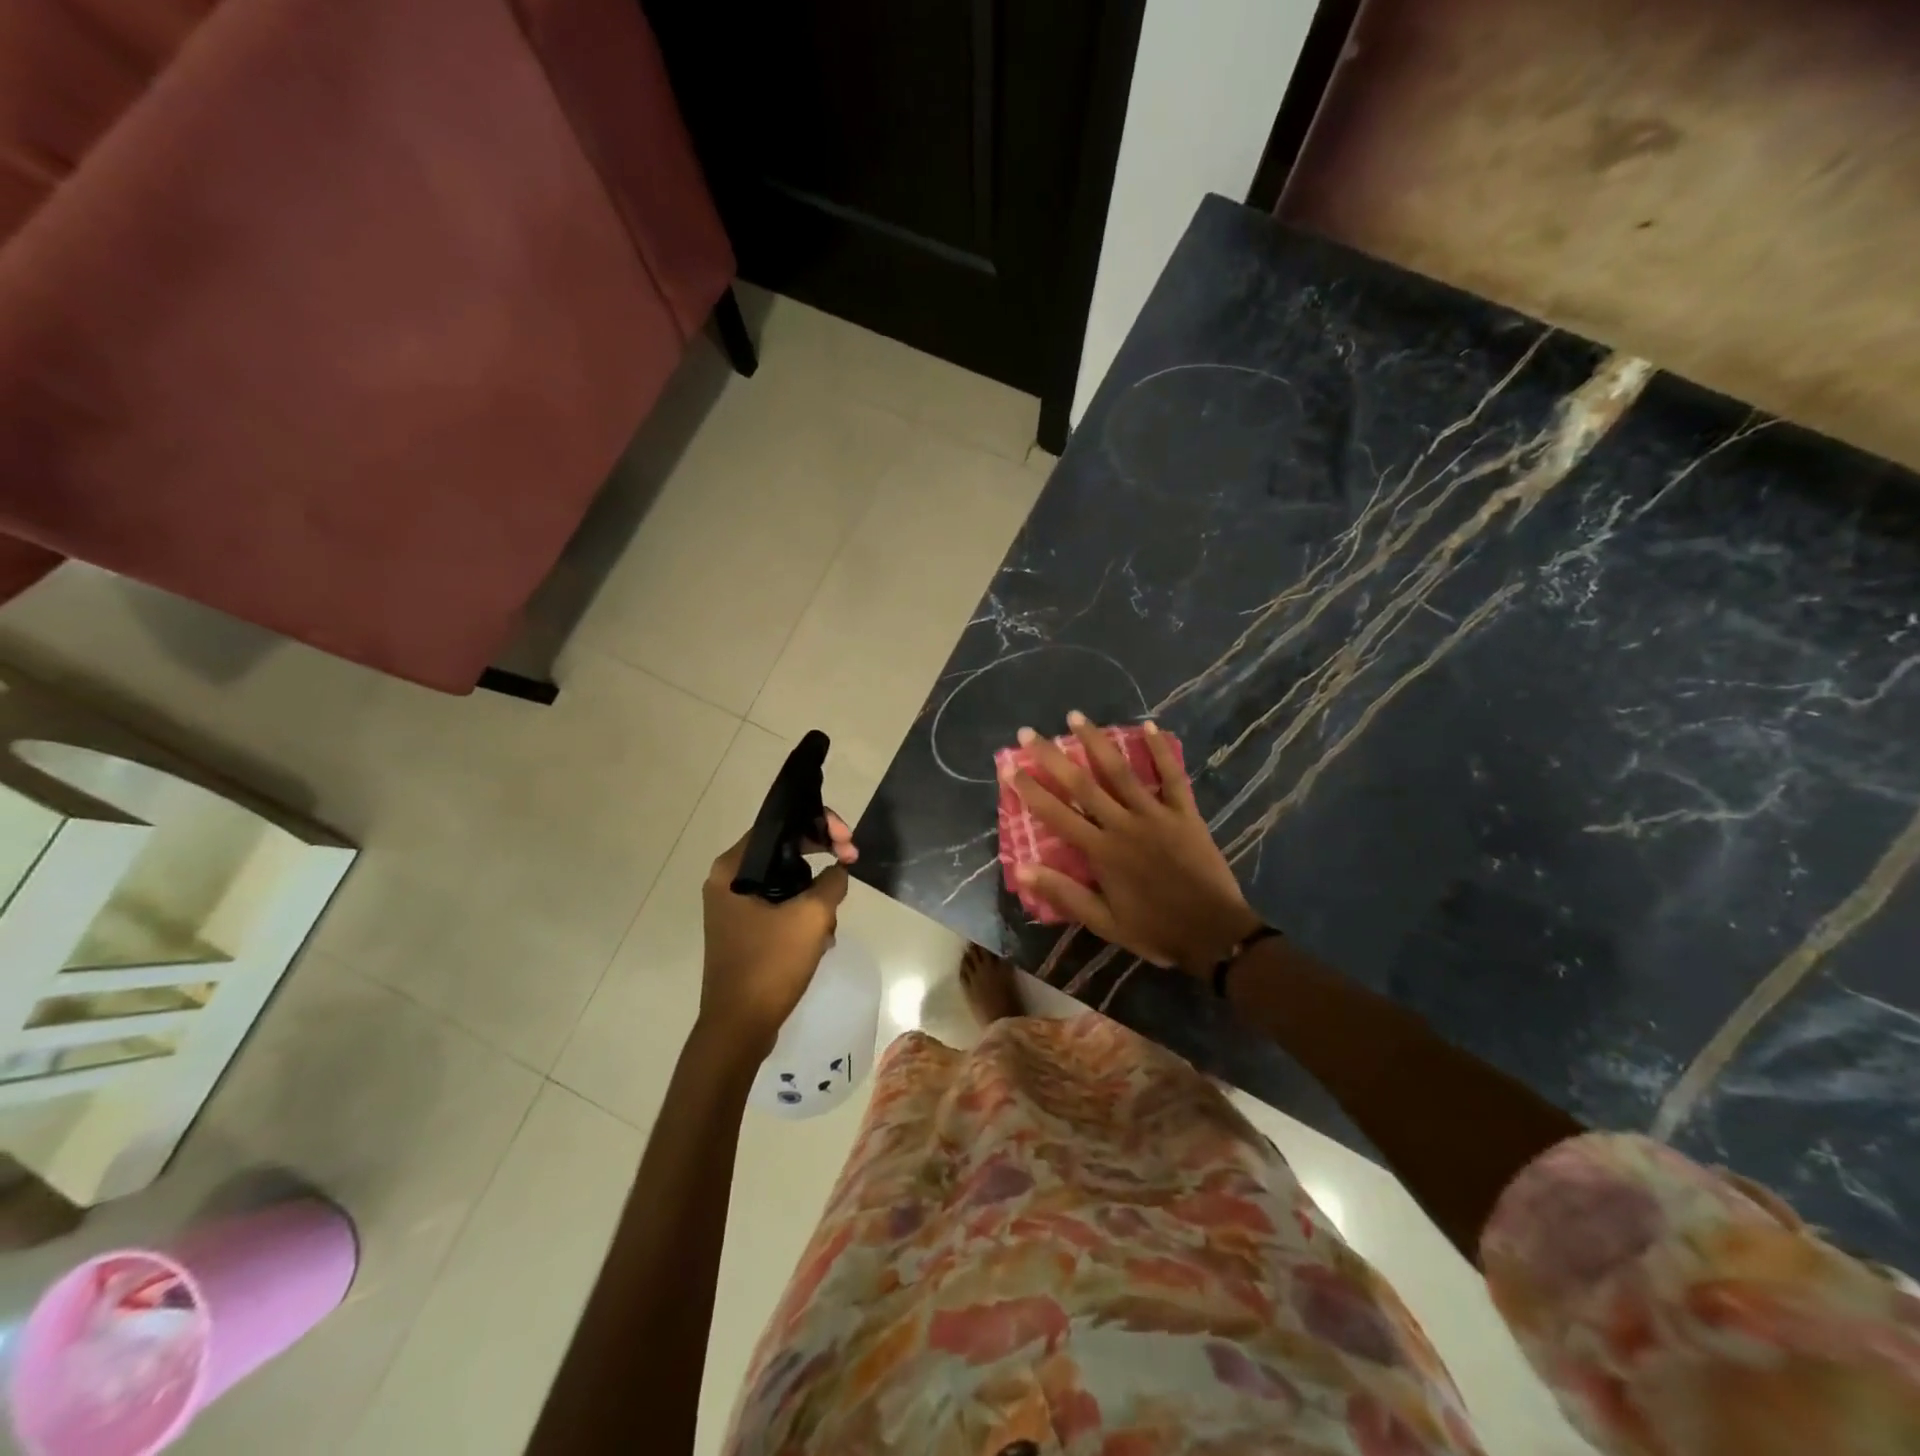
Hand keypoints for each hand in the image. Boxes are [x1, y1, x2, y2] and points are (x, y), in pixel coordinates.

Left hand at [699, 812, 855, 1055]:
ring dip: (815, 890)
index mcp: (732, 869)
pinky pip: (779, 904)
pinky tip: (821, 936)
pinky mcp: (743, 929)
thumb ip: (832, 882)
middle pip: (783, 850)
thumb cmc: (770, 965)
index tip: (848, 842)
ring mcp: (733, 907)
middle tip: (851, 862)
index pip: (780, 825)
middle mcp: (727, 881)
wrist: (739, 1027)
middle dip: (821, 855)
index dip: (820, 824)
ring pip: (785, 879)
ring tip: (833, 914)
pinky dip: (802, 911)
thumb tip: (839, 869)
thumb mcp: (812, 917)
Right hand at [1004, 714, 1260, 973]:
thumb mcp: (1104, 923)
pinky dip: (1160, 750)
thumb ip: (1064, 893)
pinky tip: (1149, 725)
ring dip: (1097, 741)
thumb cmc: (1155, 930)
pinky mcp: (1186, 814)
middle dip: (1052, 757)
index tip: (1009, 766)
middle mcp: (1124, 825)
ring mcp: (1156, 815)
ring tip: (1075, 716)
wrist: (1214, 934)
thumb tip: (1023, 867)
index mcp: (1102, 852)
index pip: (1056, 814)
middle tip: (1028, 733)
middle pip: (1083, 784)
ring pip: (1121, 771)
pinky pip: (1172, 776)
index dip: (1030, 789)